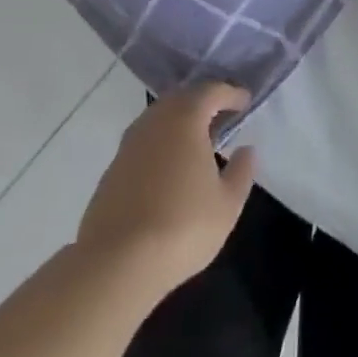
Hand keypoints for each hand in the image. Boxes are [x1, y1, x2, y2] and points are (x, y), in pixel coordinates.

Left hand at [77, 82, 255, 302]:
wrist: (115, 265)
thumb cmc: (182, 226)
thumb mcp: (228, 203)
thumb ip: (241, 171)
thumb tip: (246, 150)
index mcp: (185, 119)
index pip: (211, 91)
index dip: (231, 94)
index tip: (245, 102)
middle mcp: (154, 122)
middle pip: (181, 99)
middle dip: (203, 102)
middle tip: (223, 117)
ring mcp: (128, 146)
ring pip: (159, 120)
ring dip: (180, 123)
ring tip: (198, 142)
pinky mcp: (111, 172)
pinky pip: (143, 143)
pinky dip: (161, 144)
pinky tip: (170, 169)